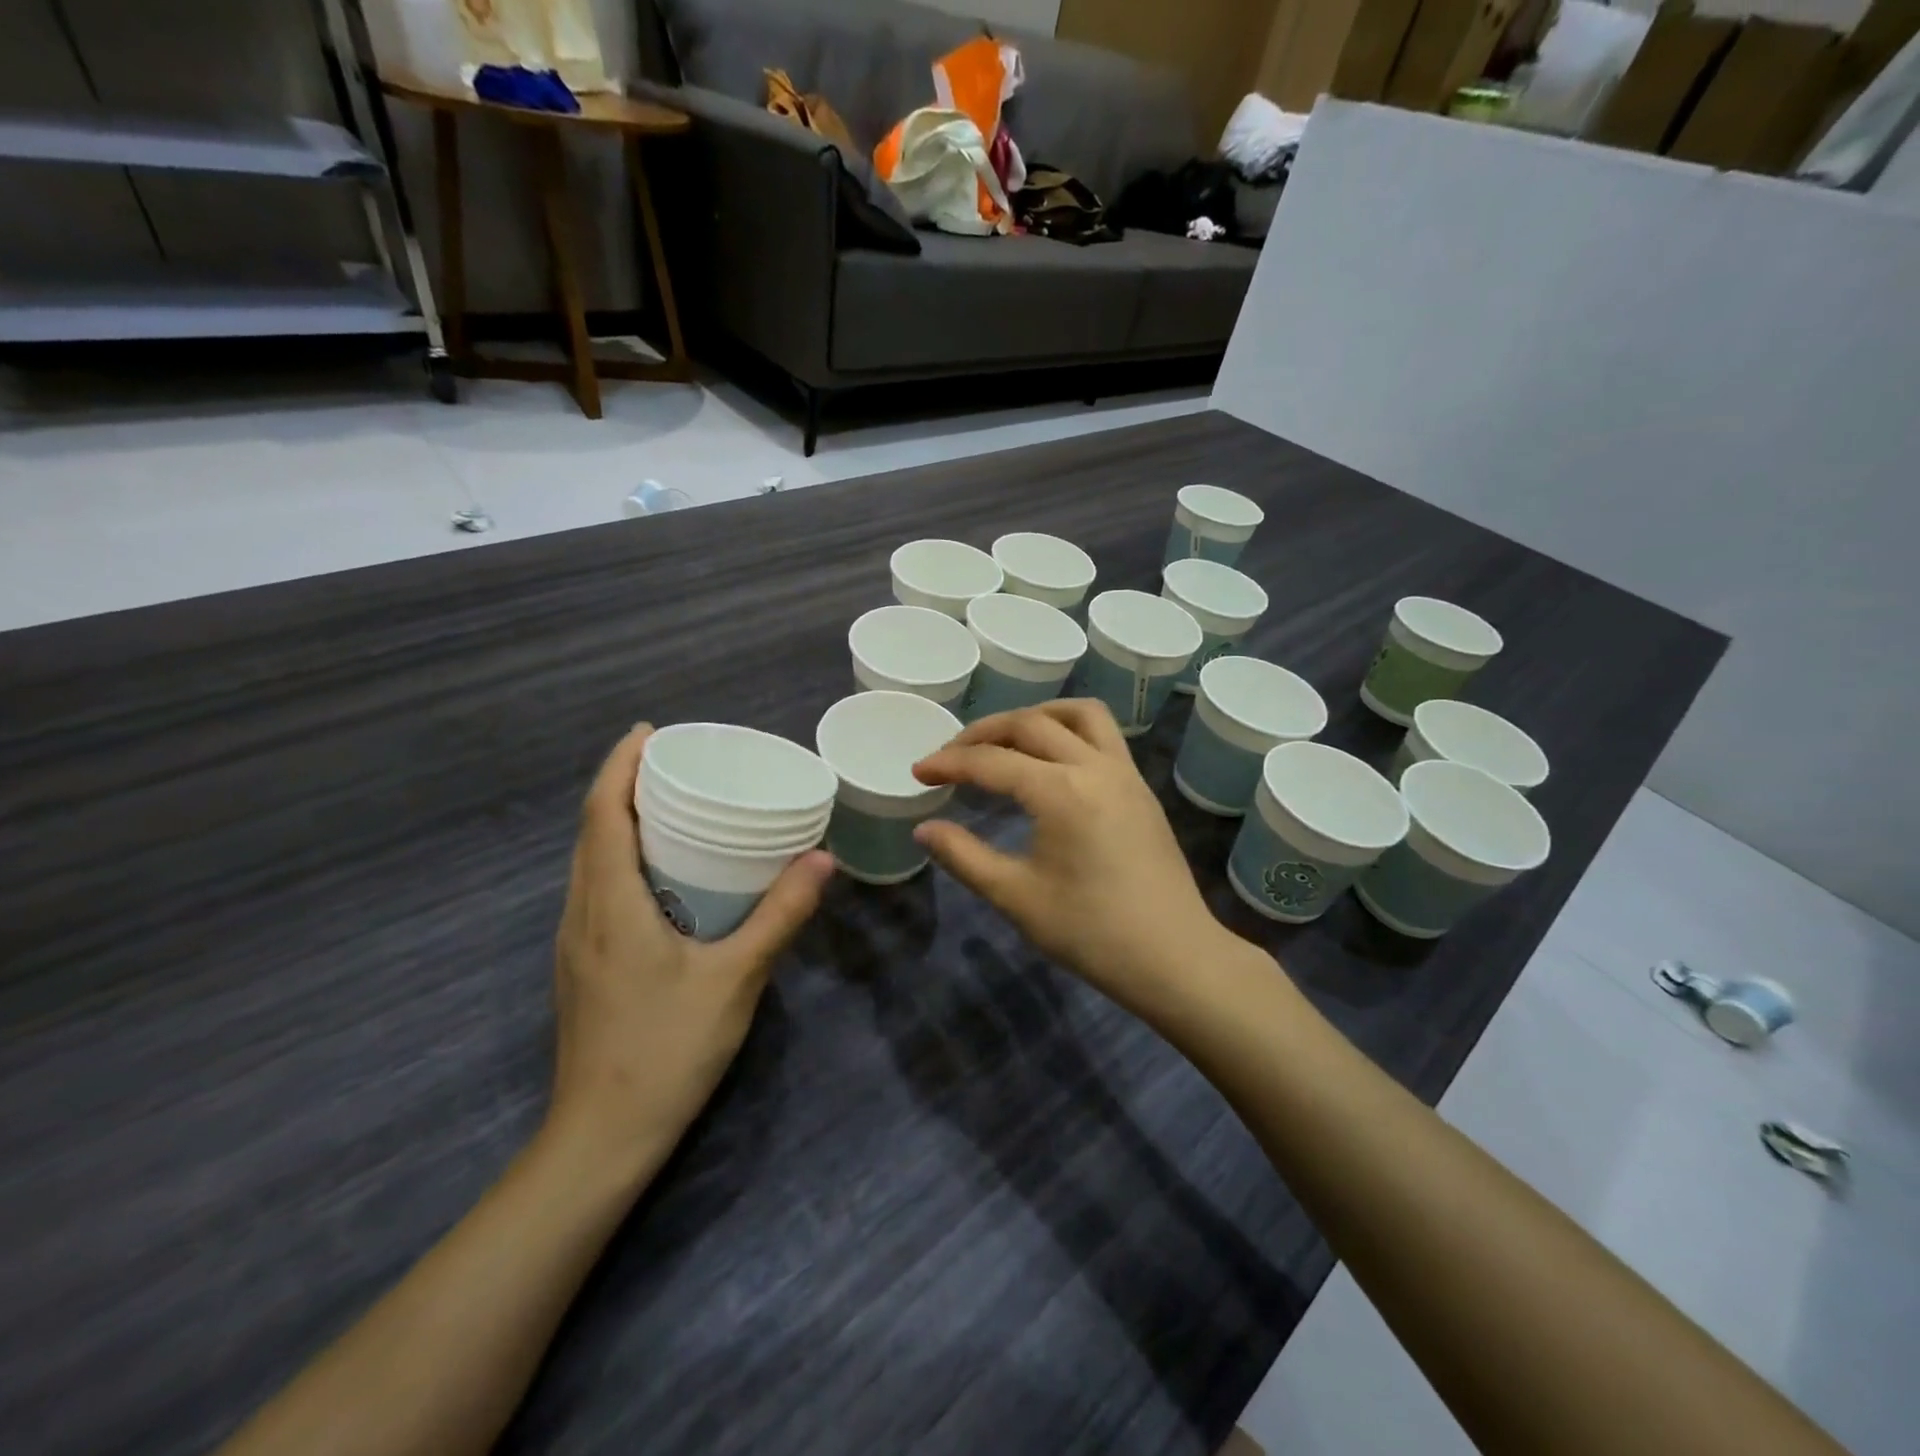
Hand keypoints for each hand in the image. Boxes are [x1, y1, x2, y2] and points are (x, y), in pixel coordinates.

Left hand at [549, 725, 833, 1181]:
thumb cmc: (668, 1049)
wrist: (602, 1138)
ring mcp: (576, 942)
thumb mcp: (737, 977)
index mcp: (611, 903)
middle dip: (623, 785)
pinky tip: (662, 872)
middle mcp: (582, 913)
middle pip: (591, 830)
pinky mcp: (583, 965)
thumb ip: (781, 914)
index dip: (619, 766)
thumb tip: (822, 859)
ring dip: (619, 821)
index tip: (649, 731)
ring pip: (590, 861)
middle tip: (673, 761)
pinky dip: (621, 857)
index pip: (603, 814)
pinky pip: (596, 888)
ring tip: (670, 804)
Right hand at [911, 700, 1242, 1015]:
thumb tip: (924, 829)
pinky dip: (1068, 730)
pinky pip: (1103, 735)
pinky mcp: (1140, 788)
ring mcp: (1124, 773)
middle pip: (1031, 723)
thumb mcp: (1016, 897)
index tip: (919, 772)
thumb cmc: (1091, 932)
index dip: (949, 763)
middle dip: (984, 732)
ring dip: (1036, 715)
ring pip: (1078, 714)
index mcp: (1060, 791)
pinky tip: (1051, 761)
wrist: (1174, 957)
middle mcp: (1094, 766)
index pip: (992, 761)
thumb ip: (964, 856)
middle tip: (952, 755)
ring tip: (1006, 738)